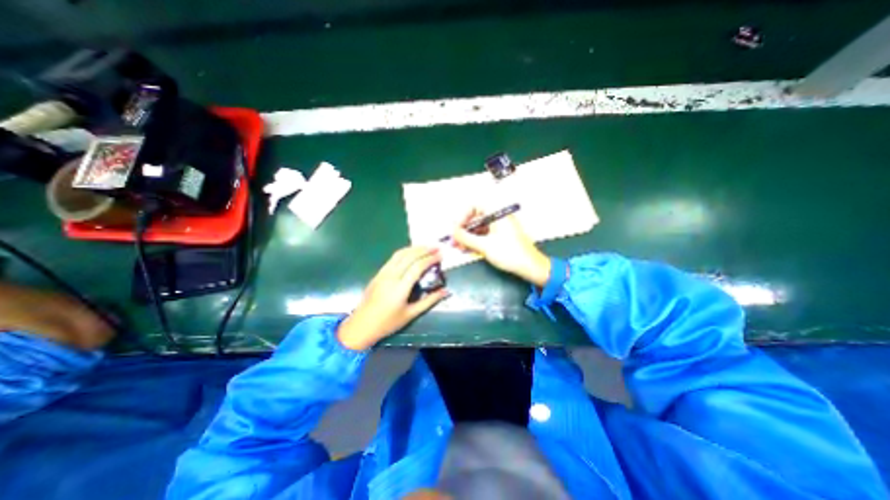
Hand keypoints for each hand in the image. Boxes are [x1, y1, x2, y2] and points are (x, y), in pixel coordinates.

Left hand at [337, 246, 448, 348]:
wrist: (361, 325)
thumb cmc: (388, 323)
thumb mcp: (411, 314)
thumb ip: (429, 301)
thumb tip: (446, 292)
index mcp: (400, 288)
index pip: (417, 267)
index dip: (430, 259)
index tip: (441, 255)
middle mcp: (391, 276)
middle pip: (409, 256)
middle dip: (424, 250)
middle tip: (436, 247)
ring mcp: (383, 273)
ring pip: (399, 254)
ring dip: (414, 248)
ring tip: (426, 246)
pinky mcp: (378, 273)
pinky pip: (393, 258)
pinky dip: (404, 252)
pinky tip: (411, 253)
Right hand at [456, 207, 554, 286]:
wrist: (531, 267)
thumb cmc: (509, 253)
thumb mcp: (484, 246)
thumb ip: (466, 237)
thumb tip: (452, 231)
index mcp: (497, 214)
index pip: (475, 207)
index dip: (463, 216)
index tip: (455, 229)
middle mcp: (498, 218)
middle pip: (476, 219)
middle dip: (463, 230)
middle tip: (453, 242)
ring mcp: (500, 228)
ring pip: (479, 229)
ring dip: (468, 238)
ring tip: (458, 248)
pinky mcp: (501, 238)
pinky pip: (485, 236)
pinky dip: (476, 242)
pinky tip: (467, 250)